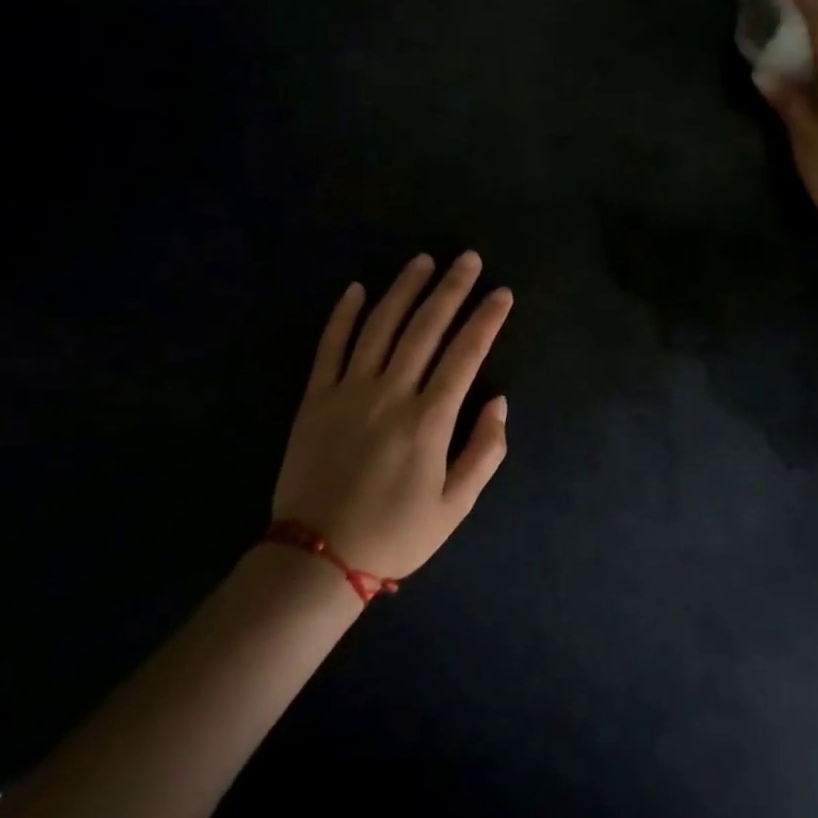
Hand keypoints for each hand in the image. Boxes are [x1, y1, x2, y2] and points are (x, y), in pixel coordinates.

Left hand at [273, 253, 512, 580]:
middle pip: (425, 328)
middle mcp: (390, 394)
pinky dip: (344, 314)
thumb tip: (499, 402)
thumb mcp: (454, 507)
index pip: (465, 354)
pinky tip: (358, 288)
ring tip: (423, 261)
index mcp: (428, 420)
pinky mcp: (315, 398)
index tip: (502, 293)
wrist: (316, 558)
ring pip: (380, 326)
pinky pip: (330, 346)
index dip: (486, 320)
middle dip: (451, 289)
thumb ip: (484, 452)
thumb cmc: (394, 534)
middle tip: (468, 259)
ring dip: (403, 289)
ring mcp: (348, 391)